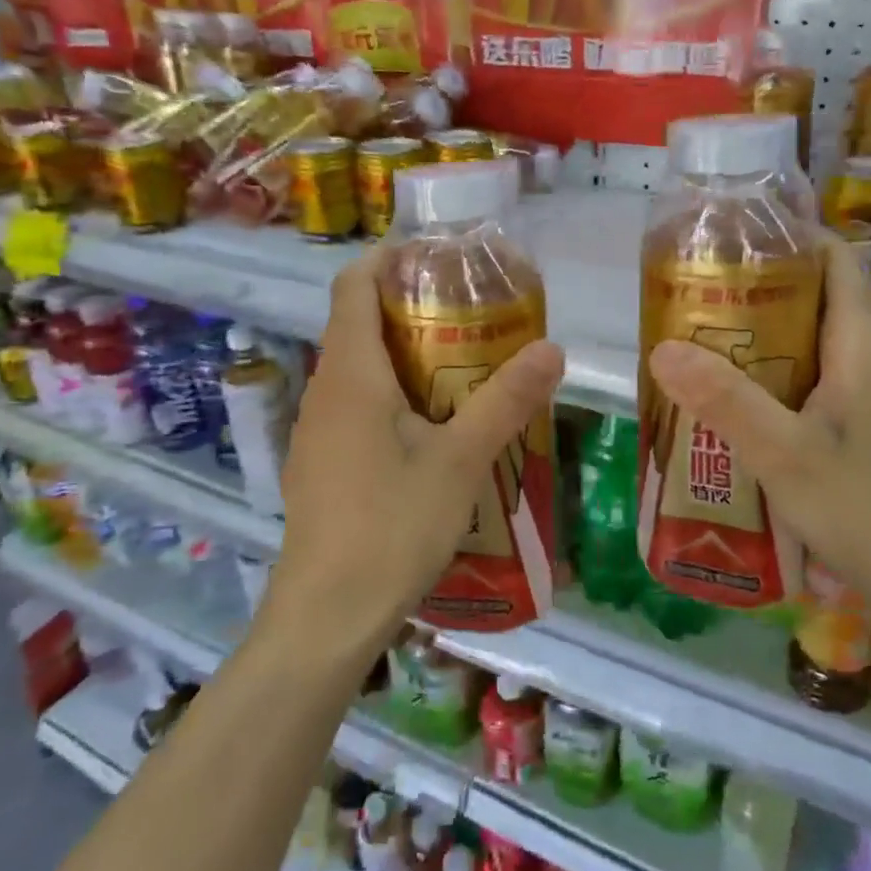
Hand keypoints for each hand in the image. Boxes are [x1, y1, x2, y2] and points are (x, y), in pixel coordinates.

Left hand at [263, 245, 565, 662]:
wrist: (326, 615)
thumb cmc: (390, 526)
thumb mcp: (460, 461)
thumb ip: (506, 401)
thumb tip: (553, 348)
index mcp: (351, 374)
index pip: (353, 285)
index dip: (389, 258)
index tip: (437, 255)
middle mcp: (324, 390)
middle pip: (357, 323)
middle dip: (409, 306)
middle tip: (471, 310)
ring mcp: (317, 430)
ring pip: (358, 368)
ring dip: (403, 353)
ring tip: (463, 362)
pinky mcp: (321, 463)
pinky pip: (355, 405)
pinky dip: (392, 393)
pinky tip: (433, 426)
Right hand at [646, 232, 870, 620]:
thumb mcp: (786, 455)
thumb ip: (725, 400)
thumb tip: (662, 348)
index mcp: (862, 340)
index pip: (831, 256)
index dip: (783, 237)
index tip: (723, 241)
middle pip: (813, 295)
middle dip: (753, 290)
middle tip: (690, 299)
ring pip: (811, 342)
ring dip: (759, 338)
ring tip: (699, 346)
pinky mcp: (868, 426)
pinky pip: (814, 381)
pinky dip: (773, 378)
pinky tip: (736, 407)